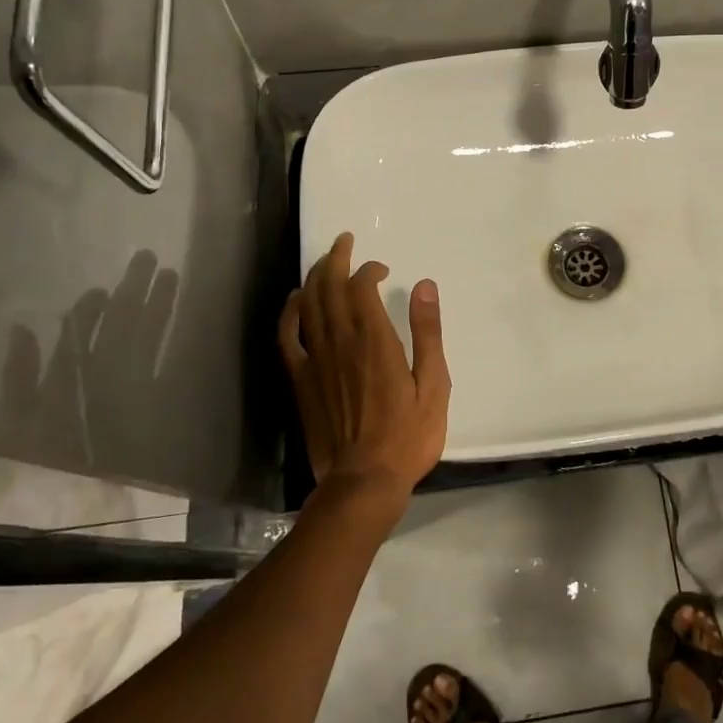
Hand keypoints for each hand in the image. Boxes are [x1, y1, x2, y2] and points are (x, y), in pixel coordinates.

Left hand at [279, 233, 450, 508]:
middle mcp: (340, 342)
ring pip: (308, 305)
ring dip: (314, 277)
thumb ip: (427, 332)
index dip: (368, 269)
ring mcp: (315, 361)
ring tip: (324, 261)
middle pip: (329, 287)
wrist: (363, 482)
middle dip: (336, 258)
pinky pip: (288, 337)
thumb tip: (425, 285)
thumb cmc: (408, 436)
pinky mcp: (300, 381)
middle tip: (344, 241)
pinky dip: (289, 313)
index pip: (361, 287)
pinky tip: (295, 300)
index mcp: (374, 341)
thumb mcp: (434, 384)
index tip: (382, 270)